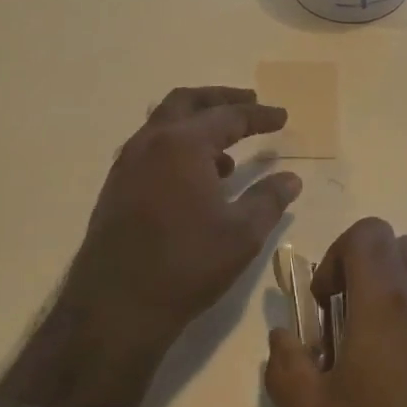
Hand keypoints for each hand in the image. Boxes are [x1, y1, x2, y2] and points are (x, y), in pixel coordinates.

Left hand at [0, 87, 300, 406]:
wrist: (116, 307)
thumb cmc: (187, 264)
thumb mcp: (242, 233)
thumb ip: (269, 199)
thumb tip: (291, 178)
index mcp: (183, 145)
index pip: (228, 116)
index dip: (259, 115)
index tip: (282, 116)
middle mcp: (150, 143)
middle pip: (187, 102)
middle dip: (220, 99)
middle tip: (249, 102)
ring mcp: (127, 165)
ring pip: (164, 124)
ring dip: (196, 123)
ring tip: (228, 146)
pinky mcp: (116, 188)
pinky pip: (151, 149)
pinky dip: (178, 147)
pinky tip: (198, 178)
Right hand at [263, 218, 406, 406]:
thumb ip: (287, 364)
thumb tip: (285, 334)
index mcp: (389, 300)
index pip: (369, 232)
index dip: (339, 256)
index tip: (328, 305)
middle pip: (404, 247)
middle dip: (373, 270)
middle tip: (353, 324)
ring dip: (403, 296)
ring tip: (384, 357)